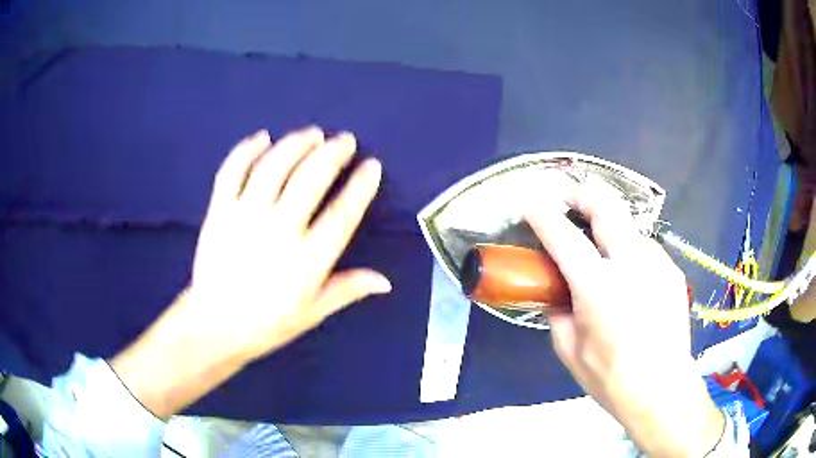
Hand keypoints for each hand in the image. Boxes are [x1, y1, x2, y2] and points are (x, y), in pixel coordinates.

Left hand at [112, 127, 390, 417]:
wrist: (215, 325)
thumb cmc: (267, 323)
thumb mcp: (312, 312)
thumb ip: (347, 290)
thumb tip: (386, 281)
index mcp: (307, 260)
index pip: (342, 214)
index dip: (360, 186)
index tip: (372, 166)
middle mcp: (279, 230)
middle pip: (310, 179)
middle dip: (333, 154)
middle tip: (346, 140)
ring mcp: (245, 216)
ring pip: (274, 167)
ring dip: (296, 144)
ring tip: (313, 133)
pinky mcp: (219, 210)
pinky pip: (232, 171)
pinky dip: (246, 150)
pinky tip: (262, 137)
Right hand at [526, 185, 723, 457]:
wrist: (662, 390)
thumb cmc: (611, 378)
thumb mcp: (570, 351)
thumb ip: (558, 315)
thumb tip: (555, 295)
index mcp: (598, 287)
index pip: (563, 237)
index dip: (543, 215)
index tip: (531, 203)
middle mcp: (630, 264)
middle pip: (606, 208)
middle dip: (582, 195)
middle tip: (568, 198)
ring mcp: (657, 263)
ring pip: (628, 228)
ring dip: (610, 229)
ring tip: (604, 251)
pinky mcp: (672, 271)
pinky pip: (646, 250)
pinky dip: (631, 252)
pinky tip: (631, 279)